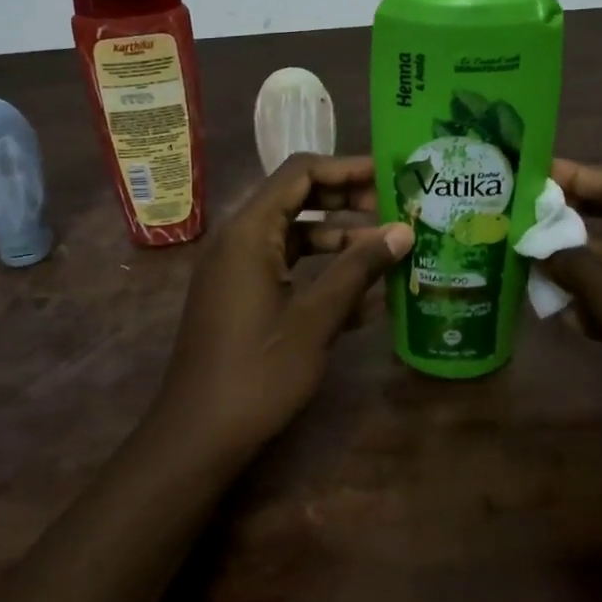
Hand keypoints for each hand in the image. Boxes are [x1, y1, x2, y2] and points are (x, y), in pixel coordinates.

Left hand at [156, 154, 412, 453]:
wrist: (198, 434)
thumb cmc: (258, 372)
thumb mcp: (316, 318)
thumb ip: (358, 269)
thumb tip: (403, 230)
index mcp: (250, 231)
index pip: (299, 172)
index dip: (346, 168)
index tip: (389, 176)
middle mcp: (239, 240)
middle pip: (297, 200)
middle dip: (347, 202)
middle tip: (395, 211)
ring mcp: (237, 270)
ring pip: (294, 237)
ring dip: (339, 242)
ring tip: (389, 253)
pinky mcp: (241, 297)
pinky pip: (285, 269)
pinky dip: (320, 274)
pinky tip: (364, 299)